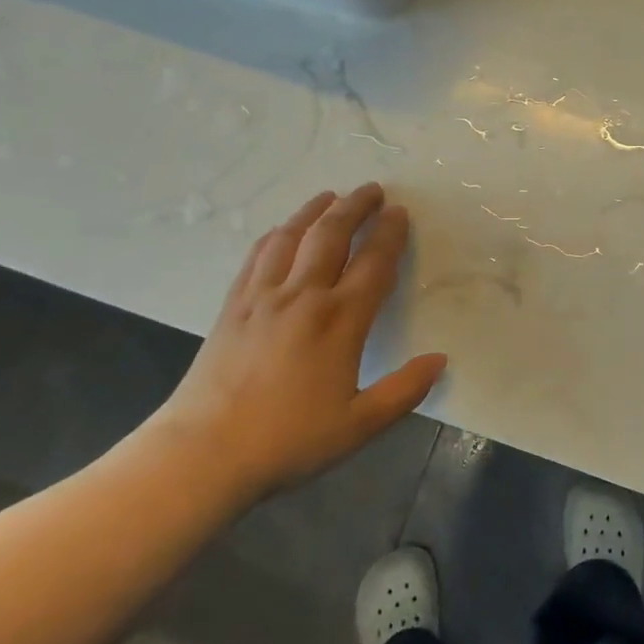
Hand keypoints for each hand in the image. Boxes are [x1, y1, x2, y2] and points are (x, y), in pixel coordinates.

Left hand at [146, 185, 446, 503]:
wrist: (203, 453)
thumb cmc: (288, 441)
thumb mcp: (359, 425)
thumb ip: (404, 390)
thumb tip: (440, 360)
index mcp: (339, 321)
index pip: (373, 264)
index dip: (390, 234)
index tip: (400, 213)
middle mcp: (302, 296)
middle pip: (332, 235)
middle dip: (355, 206)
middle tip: (372, 189)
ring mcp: (262, 296)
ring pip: (292, 237)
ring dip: (315, 211)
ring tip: (331, 195)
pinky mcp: (233, 305)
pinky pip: (258, 255)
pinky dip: (277, 234)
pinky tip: (283, 230)